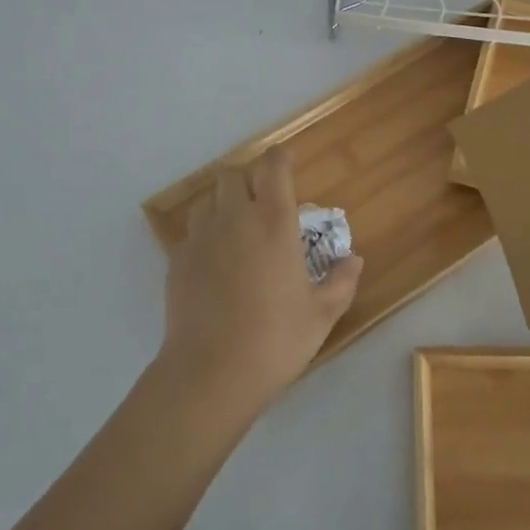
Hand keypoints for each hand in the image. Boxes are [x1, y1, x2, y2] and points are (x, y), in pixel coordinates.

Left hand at [157, 149, 362, 419]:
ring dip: (223, 204)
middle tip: (262, 201)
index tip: (287, 159)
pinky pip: (190, 232)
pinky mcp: (177, 260)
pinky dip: (204, 236)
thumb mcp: (322, 315)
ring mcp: (201, 238)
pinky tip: (214, 263)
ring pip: (207, 199)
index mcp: (274, 223)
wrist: (211, 373)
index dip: (280, 156)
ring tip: (236, 229)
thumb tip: (353, 259)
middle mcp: (235, 218)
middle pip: (232, 174)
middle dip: (247, 179)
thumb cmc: (275, 340)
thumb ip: (341, 281)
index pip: (273, 167)